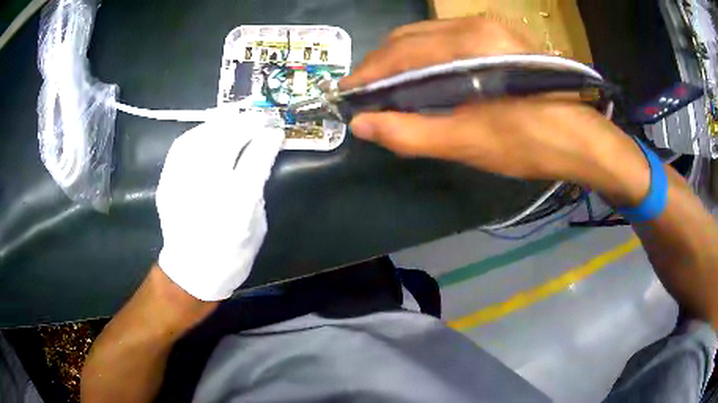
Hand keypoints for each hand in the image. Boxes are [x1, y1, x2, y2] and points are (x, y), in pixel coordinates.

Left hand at [156, 111, 283, 300]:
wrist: (191, 272)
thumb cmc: (231, 256)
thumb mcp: (257, 225)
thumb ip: (257, 188)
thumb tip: (259, 155)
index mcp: (237, 206)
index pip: (256, 156)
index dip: (269, 137)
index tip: (276, 130)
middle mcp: (208, 188)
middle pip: (228, 138)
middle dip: (248, 122)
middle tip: (260, 117)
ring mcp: (182, 182)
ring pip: (203, 136)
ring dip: (223, 122)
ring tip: (236, 119)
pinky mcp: (167, 181)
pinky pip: (182, 145)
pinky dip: (199, 132)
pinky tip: (209, 130)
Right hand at [342, 17, 649, 204]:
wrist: (583, 139)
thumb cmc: (530, 143)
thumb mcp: (468, 143)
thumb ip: (410, 132)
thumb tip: (363, 124)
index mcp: (470, 44)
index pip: (400, 52)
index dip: (368, 73)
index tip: (347, 93)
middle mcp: (477, 24)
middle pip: (410, 37)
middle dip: (382, 63)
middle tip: (366, 93)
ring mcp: (491, 26)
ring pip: (429, 35)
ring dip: (402, 58)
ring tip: (389, 87)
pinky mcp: (501, 36)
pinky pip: (449, 39)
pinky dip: (427, 56)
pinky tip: (423, 76)